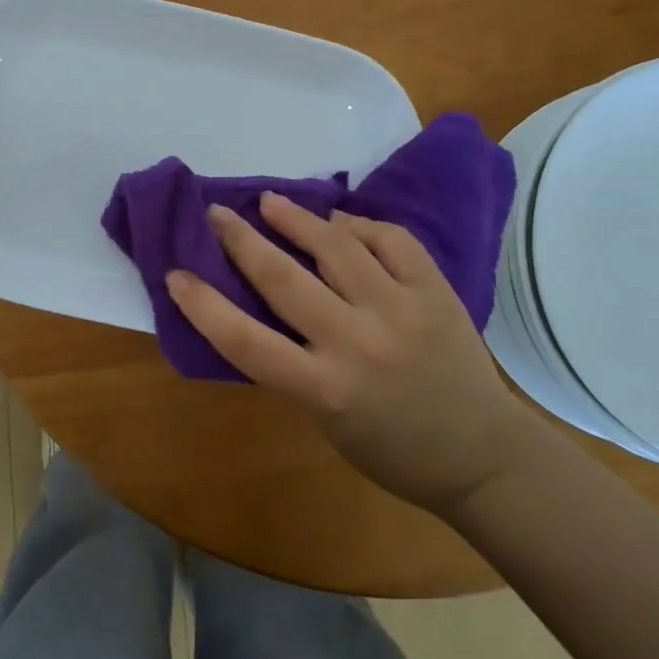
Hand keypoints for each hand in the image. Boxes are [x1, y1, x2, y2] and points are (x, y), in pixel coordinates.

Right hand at [165, 193, 532, 513]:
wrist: (483, 455)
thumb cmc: (392, 450)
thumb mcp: (326, 420)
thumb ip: (292, 364)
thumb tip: (259, 301)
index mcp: (324, 389)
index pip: (245, 341)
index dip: (202, 305)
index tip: (175, 274)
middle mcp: (358, 343)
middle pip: (283, 278)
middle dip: (240, 239)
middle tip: (216, 213)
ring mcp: (401, 310)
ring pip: (336, 245)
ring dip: (296, 218)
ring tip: (271, 202)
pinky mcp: (436, 291)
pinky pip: (390, 239)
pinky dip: (359, 225)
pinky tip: (340, 222)